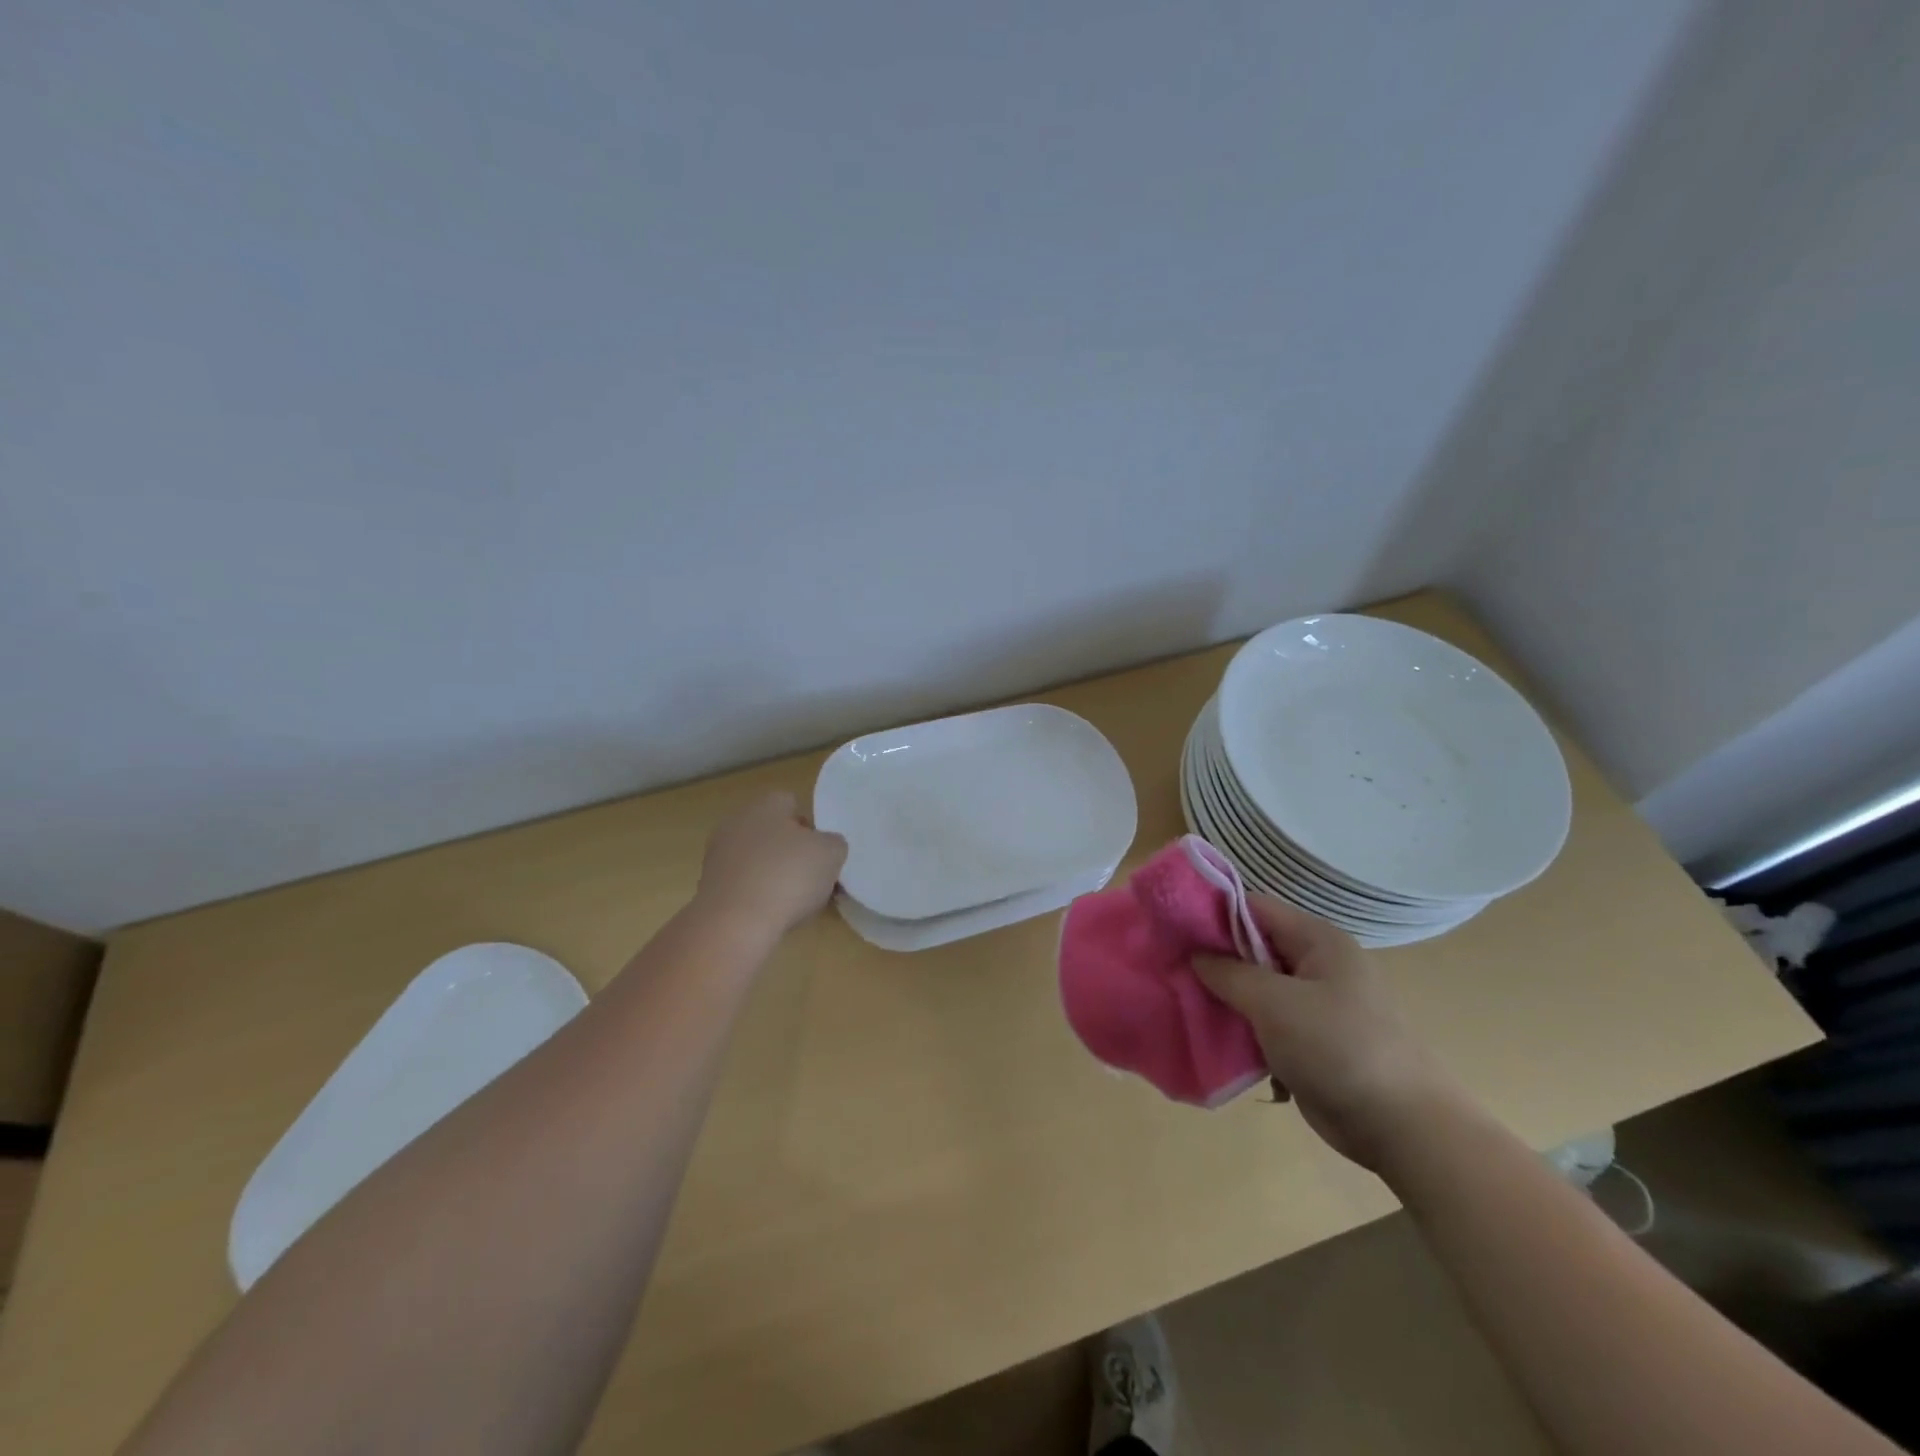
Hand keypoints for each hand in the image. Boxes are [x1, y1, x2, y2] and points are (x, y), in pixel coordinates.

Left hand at [694, 791, 847, 941]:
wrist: (734, 923)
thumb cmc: (788, 876)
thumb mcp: (832, 853)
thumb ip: (833, 843)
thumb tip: (825, 846)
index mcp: (765, 804)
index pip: (791, 803)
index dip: (811, 825)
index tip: (822, 851)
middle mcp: (737, 821)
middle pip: (773, 831)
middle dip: (792, 850)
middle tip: (813, 876)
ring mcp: (718, 855)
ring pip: (757, 859)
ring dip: (774, 874)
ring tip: (795, 901)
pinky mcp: (709, 886)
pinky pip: (743, 884)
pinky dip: (757, 896)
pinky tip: (772, 914)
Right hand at [1195, 897, 1464, 1168]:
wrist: (1401, 1126)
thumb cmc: (1337, 1047)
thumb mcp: (1274, 1003)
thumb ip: (1228, 973)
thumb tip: (1194, 955)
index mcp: (1318, 941)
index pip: (1255, 908)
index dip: (1212, 912)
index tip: (1171, 926)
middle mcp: (1318, 964)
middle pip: (1253, 946)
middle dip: (1213, 957)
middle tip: (1169, 966)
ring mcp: (1316, 1004)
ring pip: (1257, 986)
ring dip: (1224, 995)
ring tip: (1180, 999)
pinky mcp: (1312, 1039)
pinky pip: (1266, 1020)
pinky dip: (1241, 1025)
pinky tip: (1210, 1033)